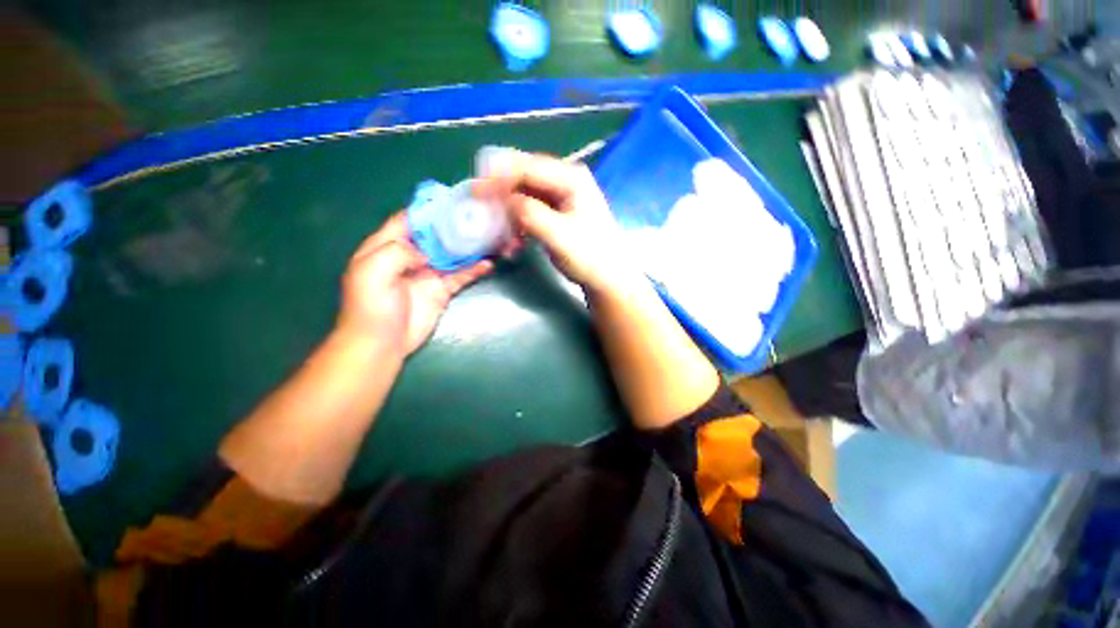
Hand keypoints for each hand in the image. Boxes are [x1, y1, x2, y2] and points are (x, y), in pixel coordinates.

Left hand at [337, 213, 491, 358]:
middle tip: (478, 216)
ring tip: (489, 236)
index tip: (451, 200)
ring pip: (452, 254)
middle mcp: (410, 256)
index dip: (427, 209)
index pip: (408, 220)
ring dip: (469, 246)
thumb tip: (427, 250)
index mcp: (387, 246)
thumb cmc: (371, 307)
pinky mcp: (442, 290)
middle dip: (454, 225)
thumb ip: (397, 251)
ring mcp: (429, 274)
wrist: (382, 343)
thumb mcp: (371, 271)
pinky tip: (488, 263)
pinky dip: (474, 269)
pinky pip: (461, 276)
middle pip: (435, 235)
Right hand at [474, 151, 639, 296]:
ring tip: (500, 234)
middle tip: (480, 208)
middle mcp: (564, 181)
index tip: (476, 190)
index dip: (498, 176)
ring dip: (508, 212)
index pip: (527, 168)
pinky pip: (528, 210)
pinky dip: (517, 223)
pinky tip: (514, 242)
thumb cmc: (590, 256)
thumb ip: (530, 214)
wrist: (606, 277)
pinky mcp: (555, 213)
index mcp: (571, 178)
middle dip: (500, 193)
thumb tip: (504, 200)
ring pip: (523, 195)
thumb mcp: (559, 235)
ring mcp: (560, 197)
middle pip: (523, 177)